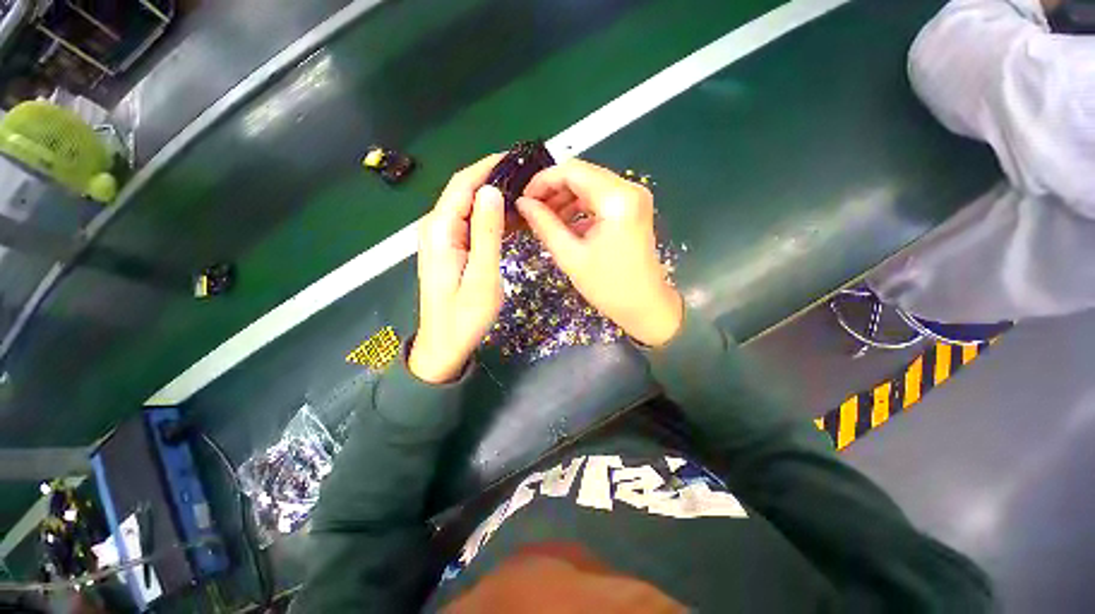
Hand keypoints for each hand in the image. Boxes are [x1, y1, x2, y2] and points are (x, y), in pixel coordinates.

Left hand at [410, 155, 504, 383]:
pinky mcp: (450, 249)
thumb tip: (491, 191)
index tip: (517, 159)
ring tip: (525, 194)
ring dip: (494, 198)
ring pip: (469, 207)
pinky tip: (511, 218)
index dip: (488, 166)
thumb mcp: (481, 276)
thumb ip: (486, 233)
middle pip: (465, 191)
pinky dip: (490, 216)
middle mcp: (436, 227)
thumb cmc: (464, 316)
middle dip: (494, 179)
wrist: (444, 345)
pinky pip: (471, 223)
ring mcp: (442, 238)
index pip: (463, 184)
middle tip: (529, 178)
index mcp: (441, 230)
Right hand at [516, 159, 682, 346]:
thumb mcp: (570, 256)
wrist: (645, 306)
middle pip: (582, 175)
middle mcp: (629, 189)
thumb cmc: (608, 286)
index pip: (572, 171)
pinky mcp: (632, 210)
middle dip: (553, 190)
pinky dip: (580, 209)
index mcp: (617, 199)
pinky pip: (600, 200)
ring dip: (565, 200)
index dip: (543, 181)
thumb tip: (522, 203)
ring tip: (546, 220)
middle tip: (531, 210)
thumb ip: (544, 225)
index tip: (524, 199)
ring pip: (590, 186)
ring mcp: (633, 198)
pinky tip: (565, 226)